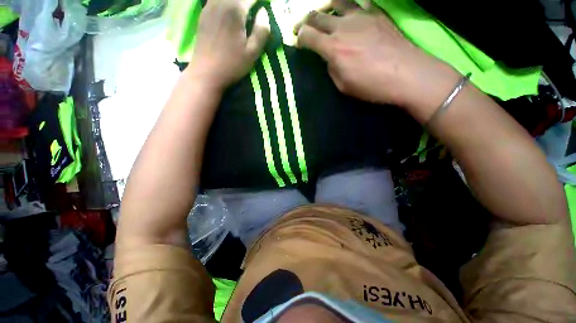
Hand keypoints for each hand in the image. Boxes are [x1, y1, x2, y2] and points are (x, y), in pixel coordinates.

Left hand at [187, 0, 269, 90]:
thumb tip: (264, 12)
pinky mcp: (203, 14)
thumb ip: (261, 31)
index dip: (259, 1)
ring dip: (237, 2)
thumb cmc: (232, 64)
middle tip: (255, 9)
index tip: (264, 8)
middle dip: (248, 1)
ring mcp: (209, 7)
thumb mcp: (252, 52)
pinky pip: (215, 0)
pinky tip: (229, 10)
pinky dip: (225, 3)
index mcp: (235, 9)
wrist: (207, 72)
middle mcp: (220, 2)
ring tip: (245, 10)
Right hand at [296, 10, 457, 113]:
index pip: (307, 35)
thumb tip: (330, 58)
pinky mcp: (376, 14)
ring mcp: (361, 16)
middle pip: (317, 16)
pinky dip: (349, 6)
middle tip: (304, 28)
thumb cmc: (372, 85)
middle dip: (306, 22)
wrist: (407, 74)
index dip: (299, 38)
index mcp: (333, 48)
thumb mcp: (343, 86)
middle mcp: (343, 26)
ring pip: (337, 2)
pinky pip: (359, 3)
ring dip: (327, 8)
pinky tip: (349, 13)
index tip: (299, 43)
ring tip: (326, 15)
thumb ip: (332, 69)